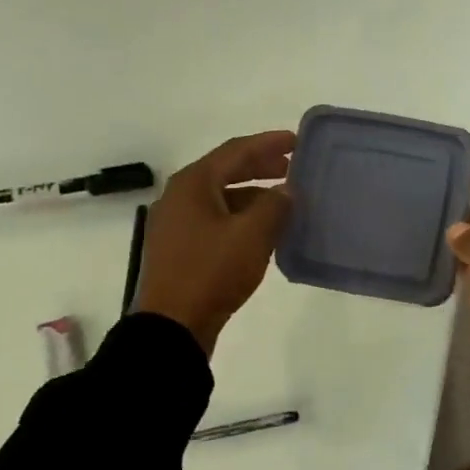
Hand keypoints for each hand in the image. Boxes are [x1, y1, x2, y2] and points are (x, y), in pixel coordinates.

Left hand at [133, 130, 294, 356]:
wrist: (171, 327)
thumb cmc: (211, 272)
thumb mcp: (252, 236)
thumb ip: (275, 205)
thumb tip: (287, 190)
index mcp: (193, 184)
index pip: (236, 151)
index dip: (269, 143)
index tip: (297, 141)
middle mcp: (180, 197)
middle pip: (226, 171)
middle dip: (261, 167)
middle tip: (293, 168)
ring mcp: (177, 224)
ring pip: (222, 198)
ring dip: (254, 195)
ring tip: (285, 201)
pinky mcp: (180, 249)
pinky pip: (216, 220)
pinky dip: (242, 218)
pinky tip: (263, 230)